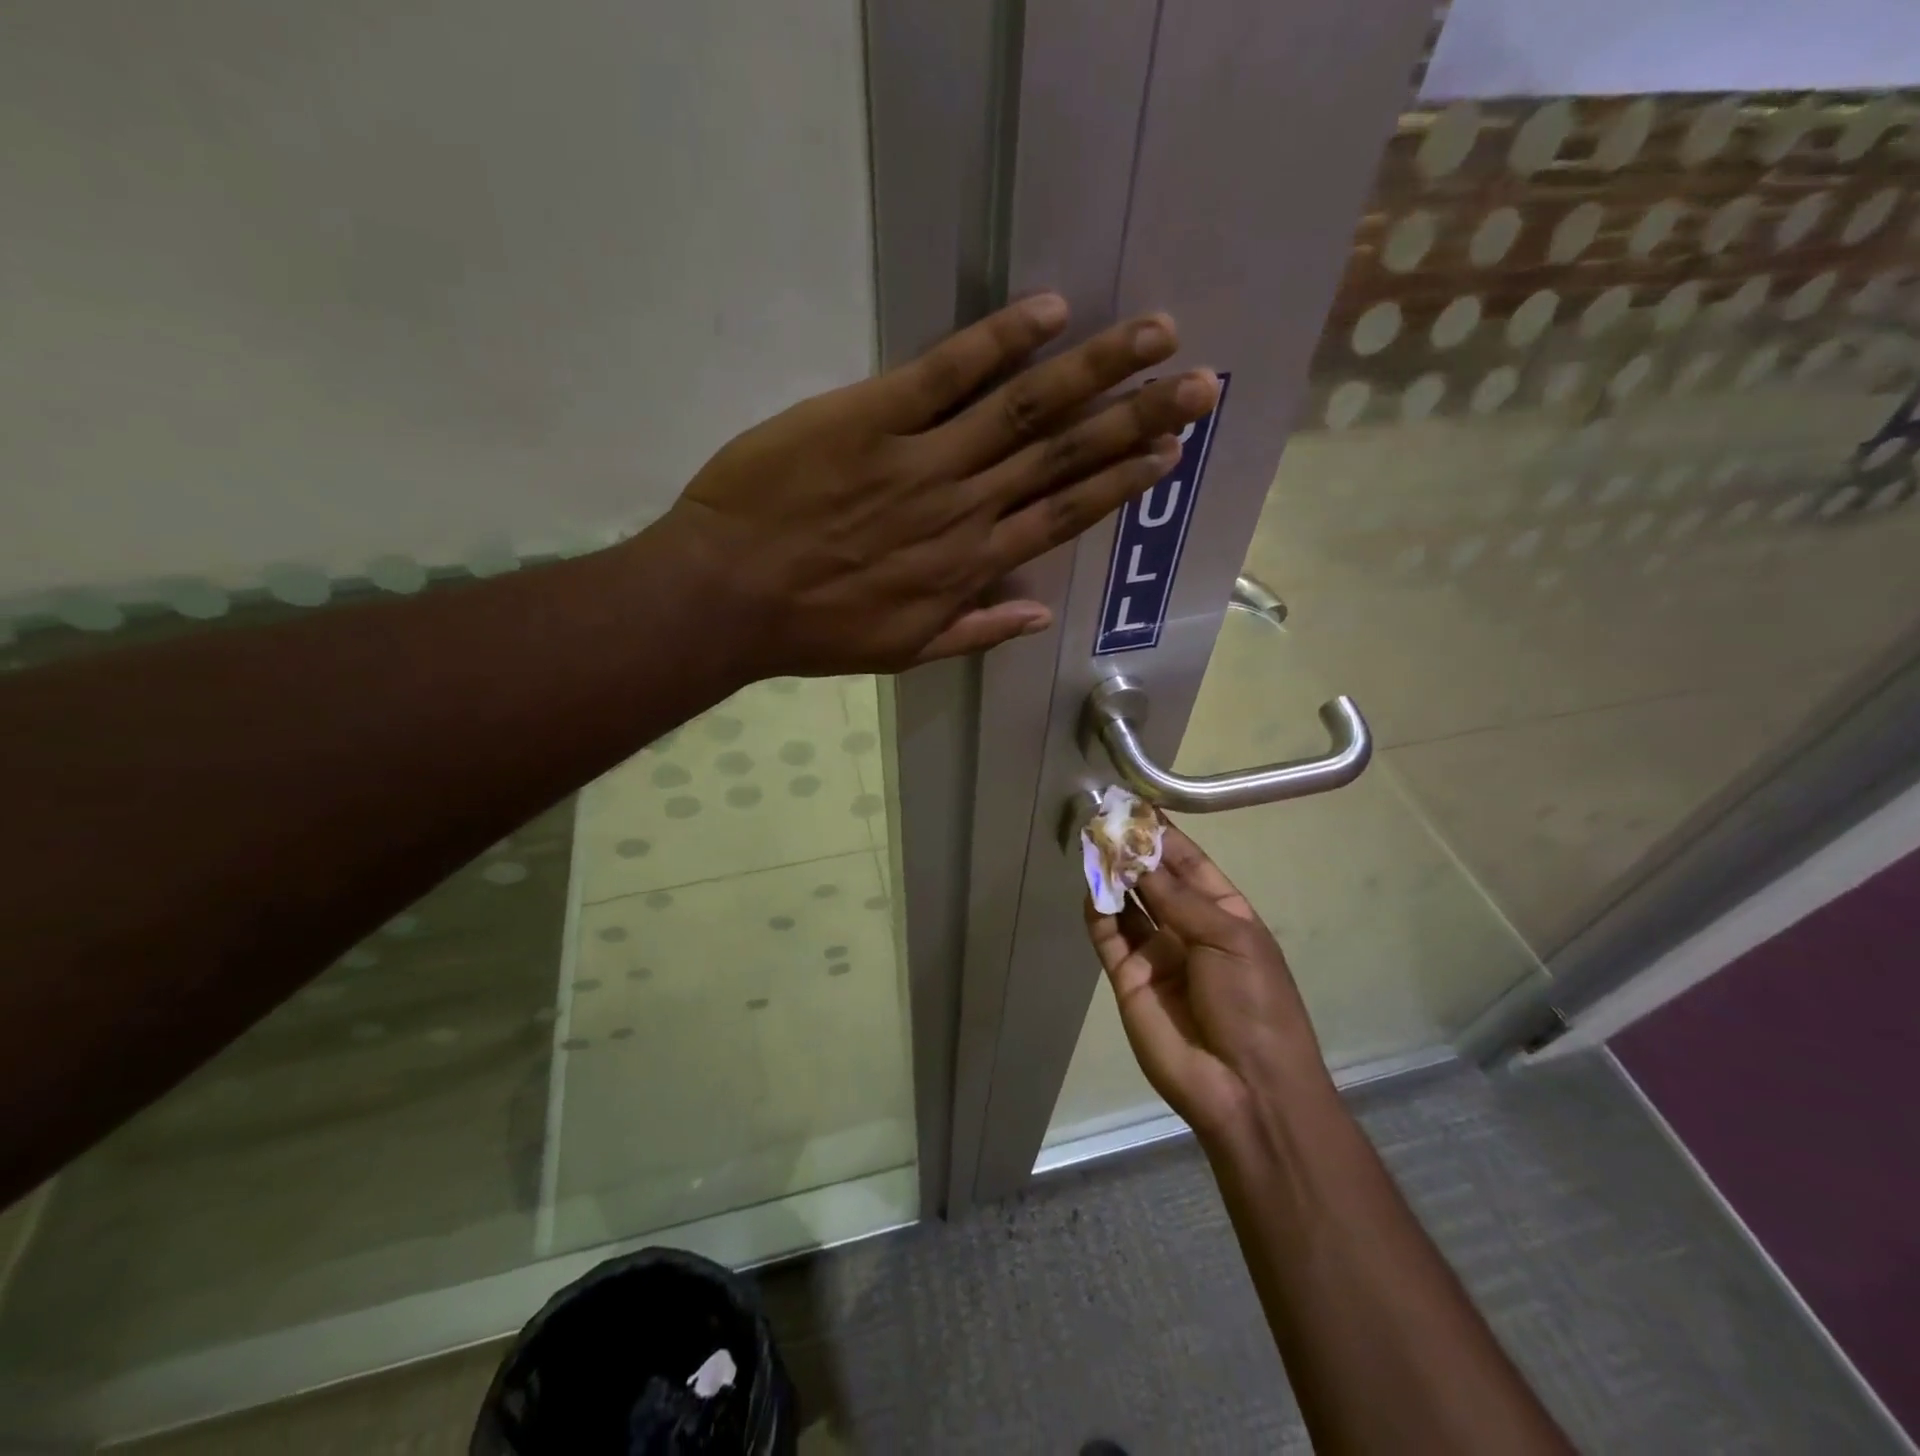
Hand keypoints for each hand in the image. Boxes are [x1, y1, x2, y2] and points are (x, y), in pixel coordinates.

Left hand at [659, 294, 1219, 675]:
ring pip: (1023, 409)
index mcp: (968, 566)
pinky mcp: (869, 417)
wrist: (727, 596)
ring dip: (1093, 370)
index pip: (1063, 515)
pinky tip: (1049, 312)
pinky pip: (944, 372)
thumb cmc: (814, 630)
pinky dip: (998, 341)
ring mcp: (920, 458)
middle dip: (1136, 416)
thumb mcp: (902, 652)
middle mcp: (962, 508)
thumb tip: (1038, 614)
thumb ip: (974, 632)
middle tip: (1199, 381)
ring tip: (1154, 335)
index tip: (1169, 451)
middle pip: (1063, 455)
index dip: (1120, 481)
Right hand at [1085, 826, 1331, 1143]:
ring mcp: (1155, 954)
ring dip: (1111, 876)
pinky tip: (1090, 887)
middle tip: (1103, 818)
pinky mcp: (1127, 978)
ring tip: (1091, 844)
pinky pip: (1108, 937)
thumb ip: (1177, 897)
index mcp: (1224, 914)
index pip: (1188, 864)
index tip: (1136, 805)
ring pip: (1126, 904)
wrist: (1245, 1088)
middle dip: (1132, 851)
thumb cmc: (1254, 1003)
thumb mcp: (1228, 938)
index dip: (1164, 835)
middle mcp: (1187, 928)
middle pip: (1153, 880)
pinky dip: (1097, 912)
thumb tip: (1138, 857)